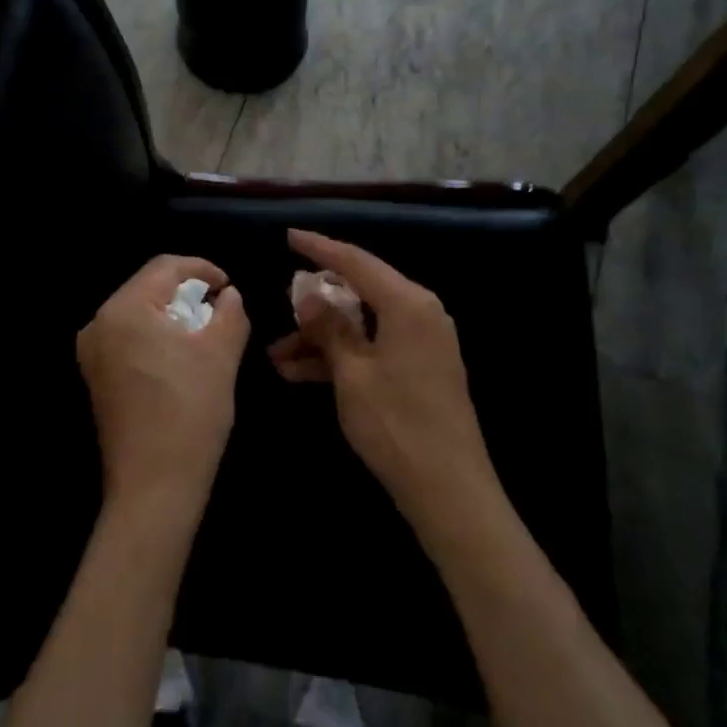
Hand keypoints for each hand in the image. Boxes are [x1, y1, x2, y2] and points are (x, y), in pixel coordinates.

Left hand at [77, 255, 249, 514]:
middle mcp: (99, 323)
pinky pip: (128, 338)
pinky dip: (156, 336)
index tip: (229, 287)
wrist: (154, 487)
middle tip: (220, 310)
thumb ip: (230, 312)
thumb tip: (228, 295)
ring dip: (172, 315)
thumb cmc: (190, 413)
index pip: (165, 267)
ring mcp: (92, 352)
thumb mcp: (221, 354)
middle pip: (148, 287)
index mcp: (124, 309)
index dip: (202, 269)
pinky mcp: (96, 376)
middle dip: (186, 293)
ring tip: (205, 333)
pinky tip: (180, 357)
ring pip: (139, 313)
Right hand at [270, 230, 498, 536]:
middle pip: (359, 292)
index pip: (356, 262)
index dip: (320, 248)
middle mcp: (420, 313)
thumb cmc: (396, 425)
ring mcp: (421, 342)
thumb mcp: (352, 373)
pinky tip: (299, 373)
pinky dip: (340, 356)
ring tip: (276, 356)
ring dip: (321, 338)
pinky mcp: (419, 367)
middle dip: (314, 306)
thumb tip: (308, 295)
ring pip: (361, 324)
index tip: (290, 236)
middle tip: (279, 311)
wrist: (450, 490)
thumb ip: (329, 327)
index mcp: (408, 303)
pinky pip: (372, 347)